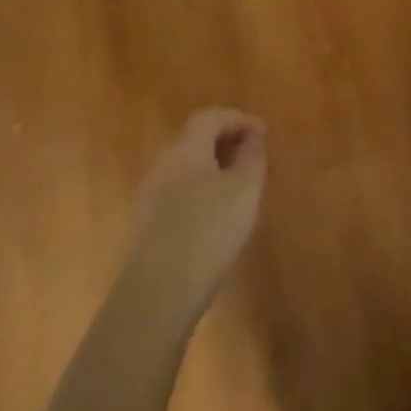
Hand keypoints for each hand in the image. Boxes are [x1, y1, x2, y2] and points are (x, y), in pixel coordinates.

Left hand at [127, 109, 266, 320]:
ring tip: (240, 187)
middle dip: (226, 142)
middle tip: (254, 157)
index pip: (210, 117)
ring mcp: (150, 195)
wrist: (158, 294)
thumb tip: (254, 135)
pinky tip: (217, 215)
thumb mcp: (245, 189)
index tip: (264, 132)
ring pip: (187, 167)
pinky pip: (179, 191)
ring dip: (214, 167)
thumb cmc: (208, 230)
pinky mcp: (147, 224)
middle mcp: (164, 163)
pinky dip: (201, 190)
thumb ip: (252, 156)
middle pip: (195, 139)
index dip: (238, 119)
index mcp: (186, 147)